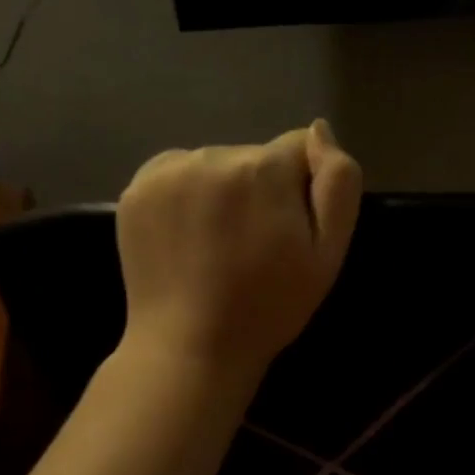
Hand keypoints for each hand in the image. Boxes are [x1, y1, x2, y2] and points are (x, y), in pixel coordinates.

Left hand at [115, 121, 361, 385]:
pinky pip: (181, 173)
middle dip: (266, 189)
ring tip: (222, 244)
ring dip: (227, 191)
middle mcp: (213, 155)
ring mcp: (167, 170)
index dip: (306, 189)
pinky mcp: (136, 187)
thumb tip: (321, 129)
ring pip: (220, 164)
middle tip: (259, 244)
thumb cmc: (271, 303)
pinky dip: (190, 195)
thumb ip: (338, 181)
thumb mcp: (329, 250)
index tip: (294, 231)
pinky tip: (192, 236)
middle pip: (259, 157)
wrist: (191, 345)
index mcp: (264, 168)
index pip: (302, 149)